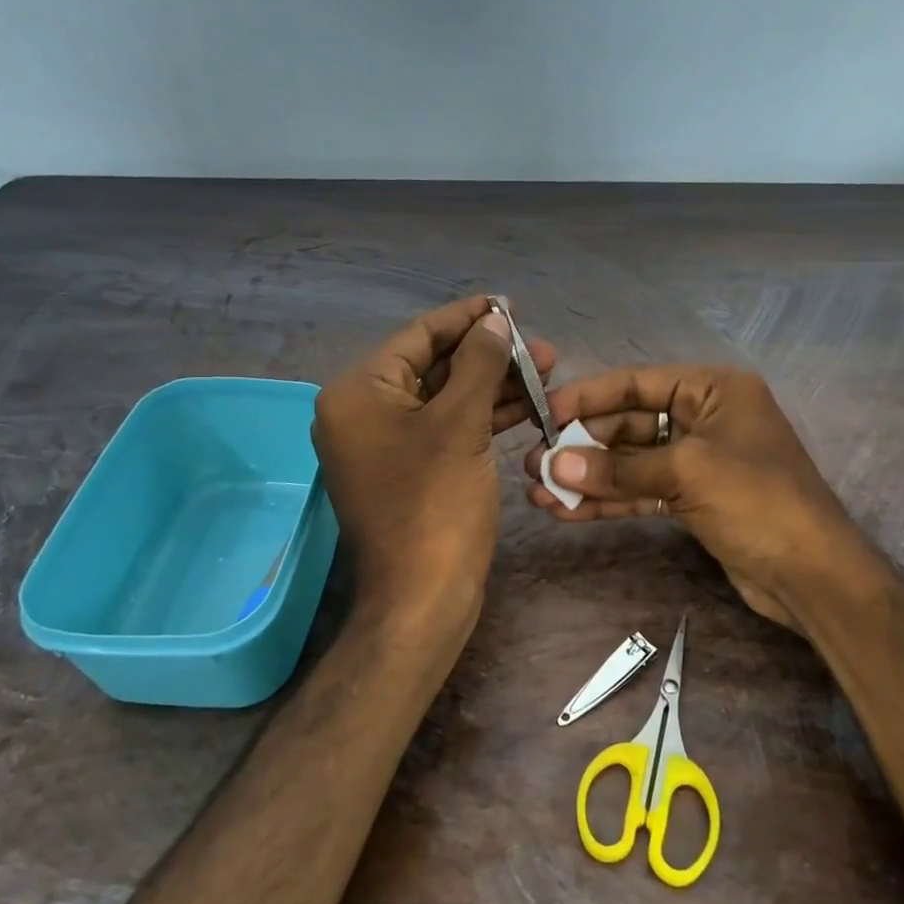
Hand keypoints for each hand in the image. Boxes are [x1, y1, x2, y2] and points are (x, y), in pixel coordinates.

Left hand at [313, 297, 556, 634]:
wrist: (423, 598)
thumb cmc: (437, 505)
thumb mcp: (462, 424)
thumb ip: (479, 363)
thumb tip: (495, 321)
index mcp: (358, 392)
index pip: (418, 336)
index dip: (467, 318)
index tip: (508, 305)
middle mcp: (361, 413)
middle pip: (432, 367)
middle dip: (487, 355)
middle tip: (540, 347)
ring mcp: (383, 445)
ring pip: (443, 400)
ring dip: (491, 386)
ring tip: (546, 372)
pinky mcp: (407, 471)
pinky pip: (444, 430)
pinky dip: (481, 417)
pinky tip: (525, 406)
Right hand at [522, 365, 886, 632]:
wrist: (813, 577)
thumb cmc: (758, 502)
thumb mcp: (688, 473)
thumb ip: (619, 468)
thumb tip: (554, 464)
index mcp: (714, 390)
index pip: (639, 383)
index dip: (589, 397)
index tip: (544, 412)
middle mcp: (705, 418)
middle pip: (631, 425)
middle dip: (583, 446)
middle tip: (534, 464)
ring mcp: (699, 462)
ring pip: (632, 463)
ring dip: (589, 478)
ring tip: (540, 493)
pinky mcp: (694, 500)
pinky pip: (642, 492)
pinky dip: (609, 501)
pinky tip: (568, 512)